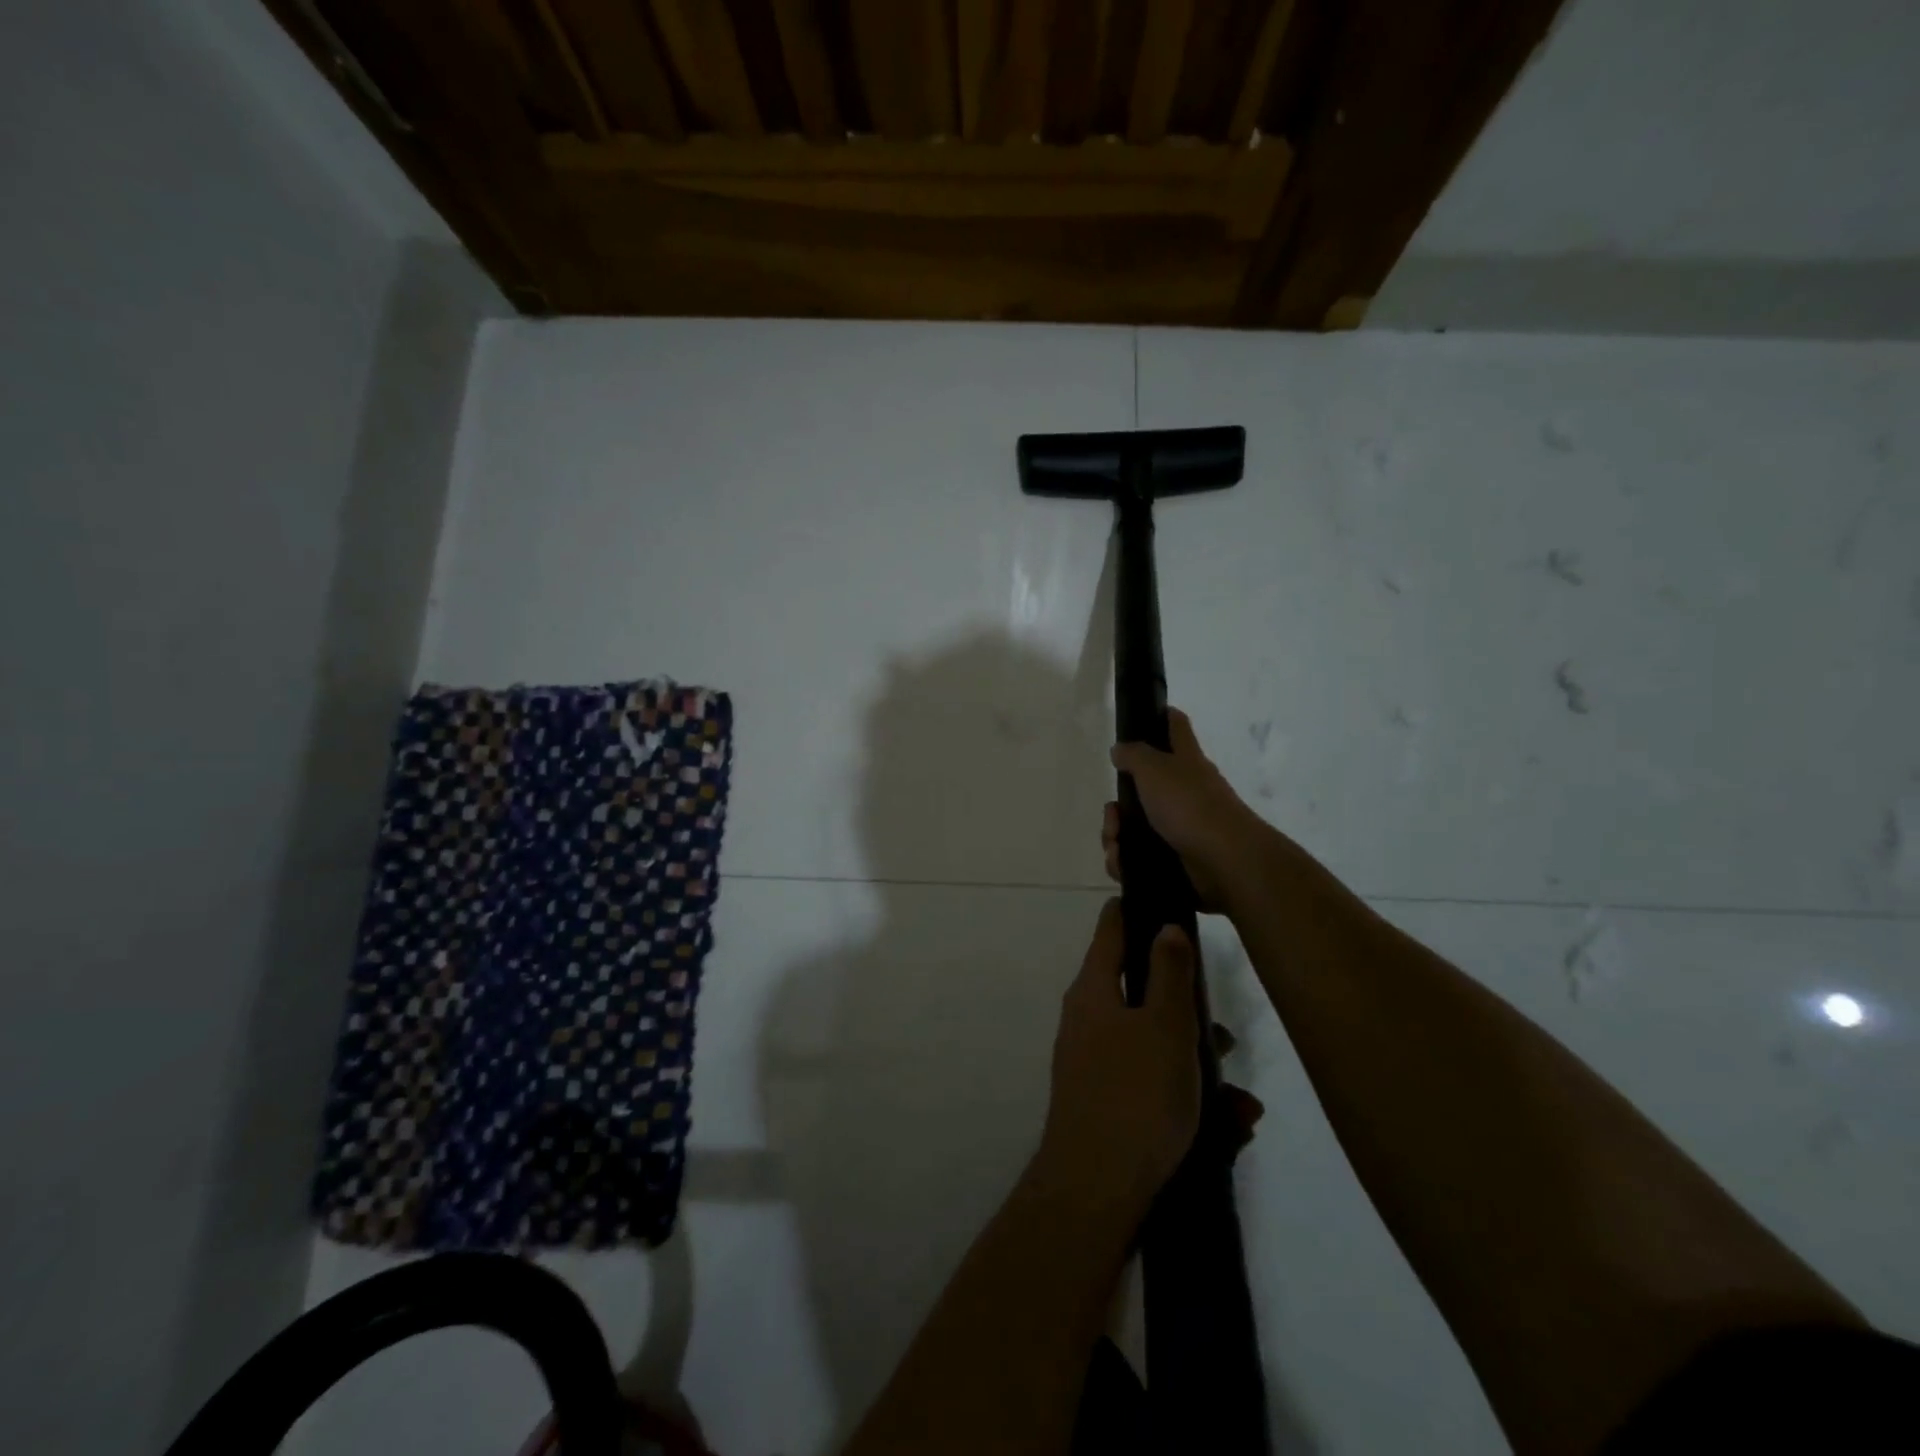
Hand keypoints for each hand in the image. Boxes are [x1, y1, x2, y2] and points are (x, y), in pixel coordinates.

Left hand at [1037, 900, 1201, 1208]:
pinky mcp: (1105, 1101)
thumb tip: (1165, 925)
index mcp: (1093, 990)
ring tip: (1239, 1100)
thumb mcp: (1165, 1026)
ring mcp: (1091, 1062)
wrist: (1096, 1191)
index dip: (1137, 911)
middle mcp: (1086, 1018)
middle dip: (1185, 1007)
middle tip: (1221, 1028)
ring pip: (1151, 1042)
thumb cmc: (1136, 1095)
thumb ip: (1169, 972)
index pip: (1111, 928)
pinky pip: (1150, 1082)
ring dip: (1195, 1062)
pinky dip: (1185, 1095)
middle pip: (1139, 990)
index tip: (1168, 903)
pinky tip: (1229, 1128)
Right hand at [1105, 708, 1263, 911]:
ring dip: (1116, 836)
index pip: (1175, 726)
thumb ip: (1134, 755)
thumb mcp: (1155, 769)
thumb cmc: (1190, 805)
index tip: (1140, 717)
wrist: (1225, 861)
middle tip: (1113, 814)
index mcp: (1185, 761)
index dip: (1160, 716)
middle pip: (1142, 788)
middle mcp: (1185, 791)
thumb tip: (1120, 749)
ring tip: (1116, 846)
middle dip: (1118, 806)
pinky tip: (1123, 864)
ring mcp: (1182, 826)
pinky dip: (1126, 861)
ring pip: (1135, 826)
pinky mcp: (1176, 858)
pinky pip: (1140, 856)